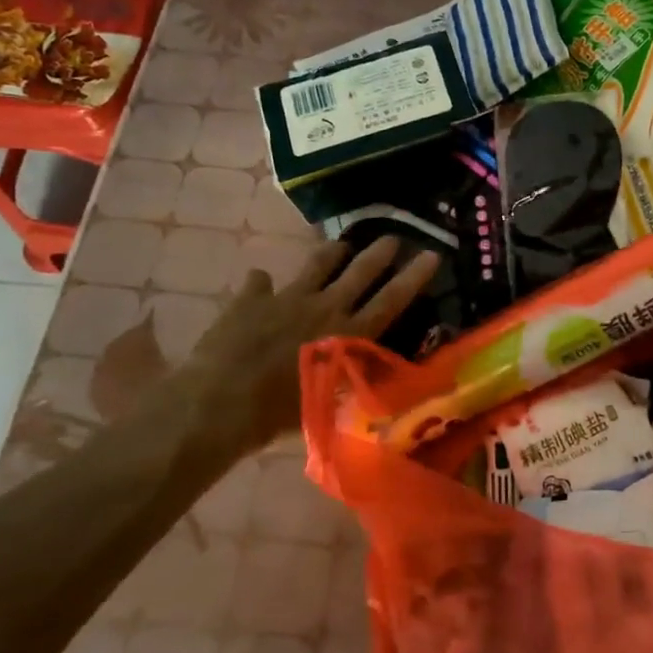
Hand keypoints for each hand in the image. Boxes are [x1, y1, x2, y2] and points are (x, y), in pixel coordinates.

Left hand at [140, 237, 439, 483]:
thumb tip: (359, 371)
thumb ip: (343, 380)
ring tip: (341, 245)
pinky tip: (260, 280)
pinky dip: (262, 283)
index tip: (432, 254)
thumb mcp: (325, 402)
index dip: (414, 276)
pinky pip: (260, 282)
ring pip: (317, 265)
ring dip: (332, 253)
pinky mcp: (250, 300)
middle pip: (360, 272)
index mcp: (348, 334)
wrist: (219, 403)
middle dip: (380, 253)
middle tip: (394, 237)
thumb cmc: (277, 416)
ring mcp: (286, 299)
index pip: (391, 299)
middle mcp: (324, 308)